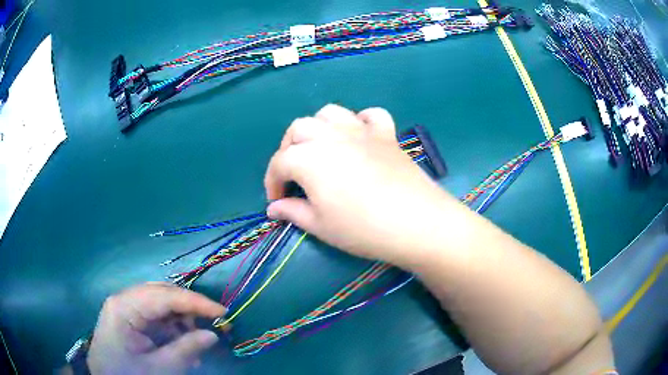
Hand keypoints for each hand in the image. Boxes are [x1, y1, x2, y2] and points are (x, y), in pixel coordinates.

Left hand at [87, 282, 225, 374]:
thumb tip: (212, 335)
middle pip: (162, 294)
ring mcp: (126, 307)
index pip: (164, 295)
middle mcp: (124, 300)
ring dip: (182, 320)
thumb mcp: (159, 369)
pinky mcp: (129, 318)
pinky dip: (173, 328)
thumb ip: (186, 350)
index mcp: (124, 307)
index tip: (223, 312)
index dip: (195, 302)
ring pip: (161, 304)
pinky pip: (156, 316)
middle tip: (215, 324)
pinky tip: (183, 344)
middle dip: (189, 308)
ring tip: (198, 341)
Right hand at [264, 104, 458, 266]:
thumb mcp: (320, 226)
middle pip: (299, 129)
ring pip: (330, 113)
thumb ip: (293, 212)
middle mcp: (331, 136)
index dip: (272, 181)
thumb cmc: (362, 228)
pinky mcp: (386, 134)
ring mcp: (361, 131)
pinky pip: (371, 115)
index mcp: (309, 158)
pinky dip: (360, 121)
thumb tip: (273, 208)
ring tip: (320, 149)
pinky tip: (359, 137)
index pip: (279, 163)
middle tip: (294, 174)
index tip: (277, 201)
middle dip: (288, 149)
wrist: (416, 222)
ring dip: (318, 127)